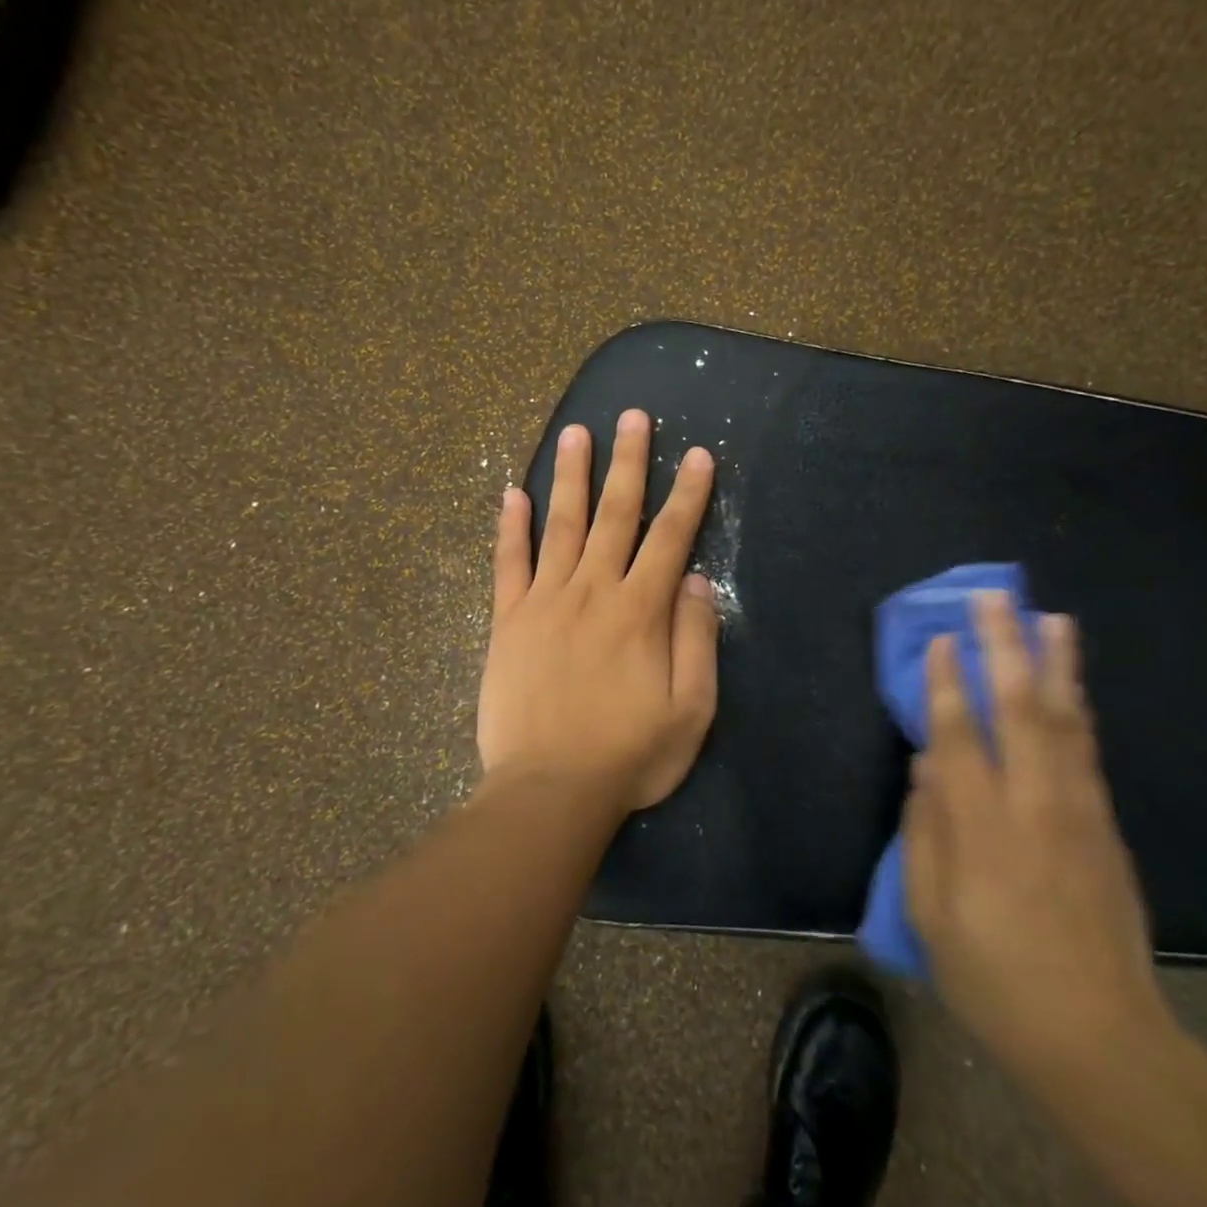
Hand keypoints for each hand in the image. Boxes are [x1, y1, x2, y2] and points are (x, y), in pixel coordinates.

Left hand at [478, 409, 718, 812]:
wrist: (549, 790)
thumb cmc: (628, 755)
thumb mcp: (690, 709)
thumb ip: (695, 639)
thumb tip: (693, 580)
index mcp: (640, 611)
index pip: (670, 537)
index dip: (688, 494)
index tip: (698, 455)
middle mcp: (593, 591)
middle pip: (616, 514)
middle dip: (629, 462)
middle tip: (632, 416)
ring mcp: (545, 601)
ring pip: (562, 525)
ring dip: (571, 477)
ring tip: (575, 433)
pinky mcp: (508, 621)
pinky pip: (508, 564)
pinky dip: (510, 527)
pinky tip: (511, 494)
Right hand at [903, 592, 1169, 1085]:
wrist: (1100, 1037)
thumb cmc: (994, 977)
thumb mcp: (931, 913)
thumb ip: (924, 832)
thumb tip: (926, 768)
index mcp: (981, 826)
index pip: (959, 734)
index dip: (948, 682)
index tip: (942, 639)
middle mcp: (1033, 803)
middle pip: (1020, 707)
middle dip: (1005, 646)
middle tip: (995, 598)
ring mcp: (1078, 811)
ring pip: (1066, 719)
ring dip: (1056, 664)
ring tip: (1051, 618)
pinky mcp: (1106, 826)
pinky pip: (1088, 749)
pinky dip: (1078, 707)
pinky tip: (1072, 684)